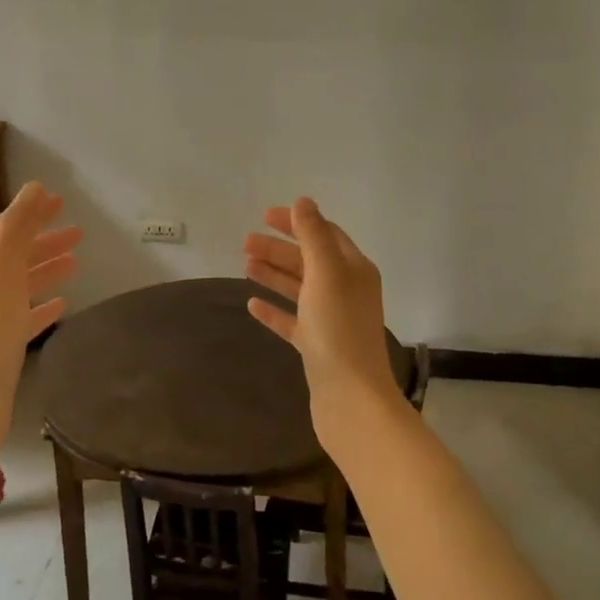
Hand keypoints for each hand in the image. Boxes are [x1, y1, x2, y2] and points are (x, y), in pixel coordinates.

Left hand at [0, 182, 79, 447]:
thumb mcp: (2, 269)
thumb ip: (18, 227)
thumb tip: (34, 188)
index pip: (2, 228)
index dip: (30, 213)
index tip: (60, 202)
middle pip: (13, 255)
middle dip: (43, 240)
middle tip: (78, 232)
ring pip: (20, 284)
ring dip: (46, 269)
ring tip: (77, 261)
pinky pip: (24, 317)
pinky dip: (43, 306)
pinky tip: (63, 304)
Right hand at [243, 198, 399, 417]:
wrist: (350, 397)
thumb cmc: (338, 329)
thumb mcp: (326, 273)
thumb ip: (313, 236)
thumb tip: (304, 202)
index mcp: (354, 270)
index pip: (326, 234)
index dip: (298, 223)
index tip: (265, 216)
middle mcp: (346, 291)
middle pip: (309, 260)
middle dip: (279, 249)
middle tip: (245, 242)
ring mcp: (331, 320)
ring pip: (299, 289)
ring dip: (274, 274)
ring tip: (245, 265)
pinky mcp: (317, 347)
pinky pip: (293, 321)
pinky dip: (274, 310)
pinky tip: (252, 305)